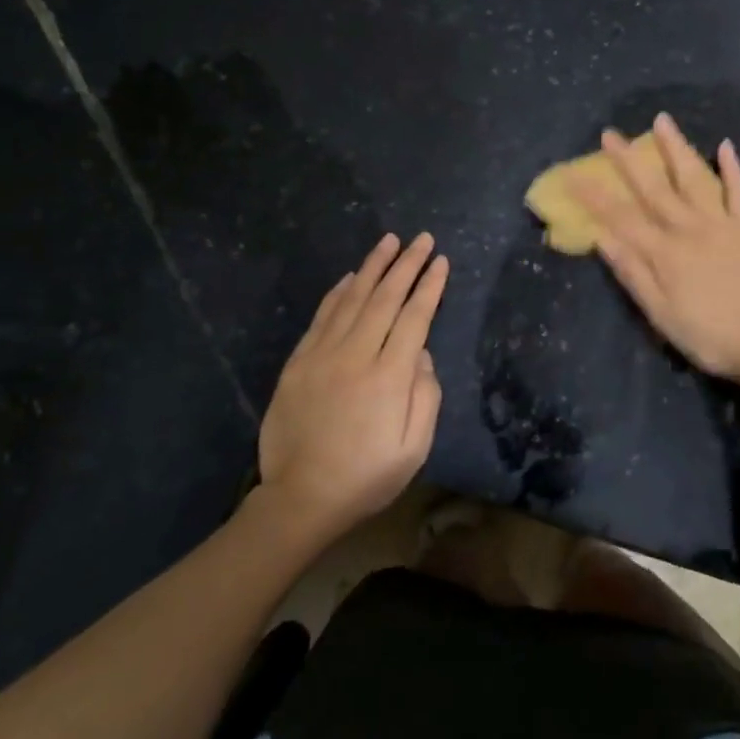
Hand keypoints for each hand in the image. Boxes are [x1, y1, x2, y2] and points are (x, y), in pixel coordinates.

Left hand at [259, 232, 449, 536]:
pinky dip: (338, 292)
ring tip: (389, 241)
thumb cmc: (366, 477)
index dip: (430, 287)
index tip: (441, 261)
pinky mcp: (299, 362)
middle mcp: (356, 355)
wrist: (301, 499)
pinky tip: (350, 277)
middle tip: (422, 239)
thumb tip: (422, 354)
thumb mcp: (414, 449)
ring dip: (373, 267)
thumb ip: (426, 396)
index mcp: (389, 377)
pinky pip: (322, 317)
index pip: (415, 318)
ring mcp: (323, 355)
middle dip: (406, 264)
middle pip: (385, 298)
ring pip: (352, 299)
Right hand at [574, 113, 739, 385]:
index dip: (594, 196)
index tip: (572, 174)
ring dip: (676, 148)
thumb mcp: (660, 315)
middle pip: (654, 188)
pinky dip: (732, 168)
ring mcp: (723, 223)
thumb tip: (602, 238)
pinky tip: (724, 145)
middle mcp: (690, 228)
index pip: (620, 218)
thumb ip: (633, 274)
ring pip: (694, 178)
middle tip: (610, 134)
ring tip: (662, 120)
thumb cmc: (708, 336)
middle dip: (628, 160)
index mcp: (664, 252)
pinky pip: (739, 192)